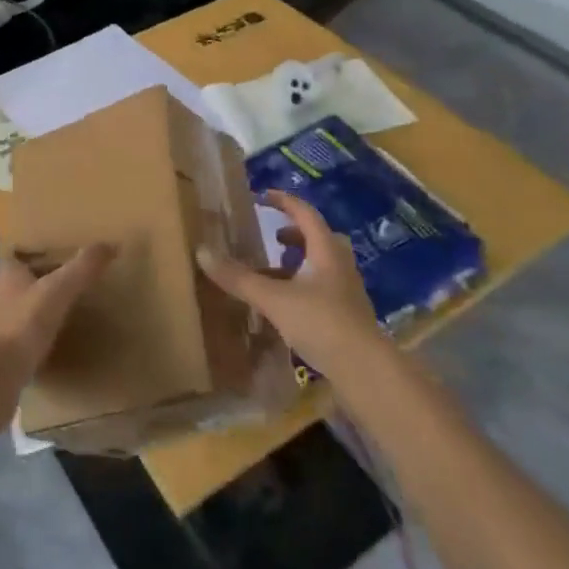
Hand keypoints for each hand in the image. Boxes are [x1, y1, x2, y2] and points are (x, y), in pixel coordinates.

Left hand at [0, 245, 114, 418]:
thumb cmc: (22, 325)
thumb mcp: (58, 290)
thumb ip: (83, 268)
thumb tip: (111, 244)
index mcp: (7, 276)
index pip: (15, 256)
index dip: (31, 253)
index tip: (54, 254)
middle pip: (17, 284)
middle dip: (37, 283)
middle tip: (67, 283)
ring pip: (17, 313)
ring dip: (35, 313)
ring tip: (64, 315)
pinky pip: (19, 343)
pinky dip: (34, 342)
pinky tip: (52, 348)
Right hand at [197, 193, 381, 377]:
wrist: (366, 372)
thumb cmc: (321, 322)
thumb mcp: (273, 298)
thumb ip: (239, 278)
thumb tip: (202, 251)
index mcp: (326, 250)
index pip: (305, 213)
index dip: (284, 202)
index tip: (263, 196)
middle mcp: (340, 265)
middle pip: (319, 238)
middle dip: (295, 234)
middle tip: (272, 237)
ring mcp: (347, 292)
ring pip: (322, 265)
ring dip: (298, 262)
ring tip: (273, 272)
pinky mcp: (348, 317)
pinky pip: (322, 289)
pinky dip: (303, 287)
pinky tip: (286, 306)